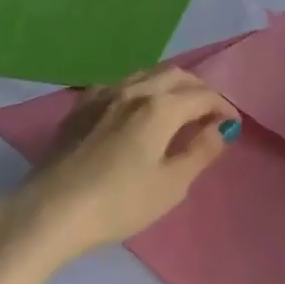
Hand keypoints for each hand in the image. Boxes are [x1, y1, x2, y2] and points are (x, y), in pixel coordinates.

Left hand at [0, 67, 238, 262]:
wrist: (51, 209)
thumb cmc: (119, 202)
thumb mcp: (171, 185)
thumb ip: (200, 151)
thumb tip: (222, 127)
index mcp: (159, 107)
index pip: (202, 95)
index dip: (223, 107)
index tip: (232, 125)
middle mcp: (132, 90)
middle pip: (175, 74)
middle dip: (198, 89)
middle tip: (209, 113)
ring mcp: (101, 95)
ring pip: (145, 75)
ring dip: (169, 85)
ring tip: (177, 110)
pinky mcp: (79, 107)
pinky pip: (118, 86)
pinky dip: (139, 91)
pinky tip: (135, 111)